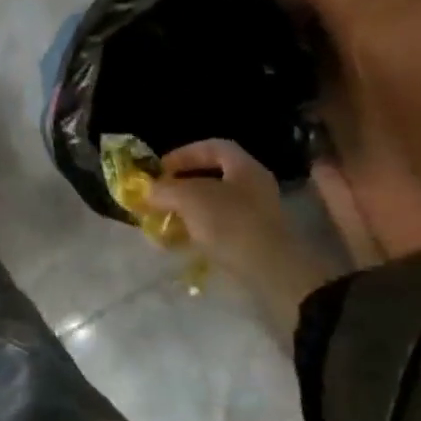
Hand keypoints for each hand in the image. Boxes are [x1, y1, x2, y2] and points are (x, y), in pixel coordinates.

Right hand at [146, 139, 324, 335]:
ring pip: (213, 205)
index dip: (184, 153)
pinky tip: (179, 242)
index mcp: (245, 168)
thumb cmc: (231, 224)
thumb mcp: (190, 198)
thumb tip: (149, 190)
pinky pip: (218, 229)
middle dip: (181, 185)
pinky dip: (196, 232)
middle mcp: (253, 188)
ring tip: (163, 221)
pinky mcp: (250, 242)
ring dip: (186, 211)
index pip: (213, 147)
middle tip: (158, 195)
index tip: (160, 168)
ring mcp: (254, 217)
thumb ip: (166, 189)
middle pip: (212, 177)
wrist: (271, 273)